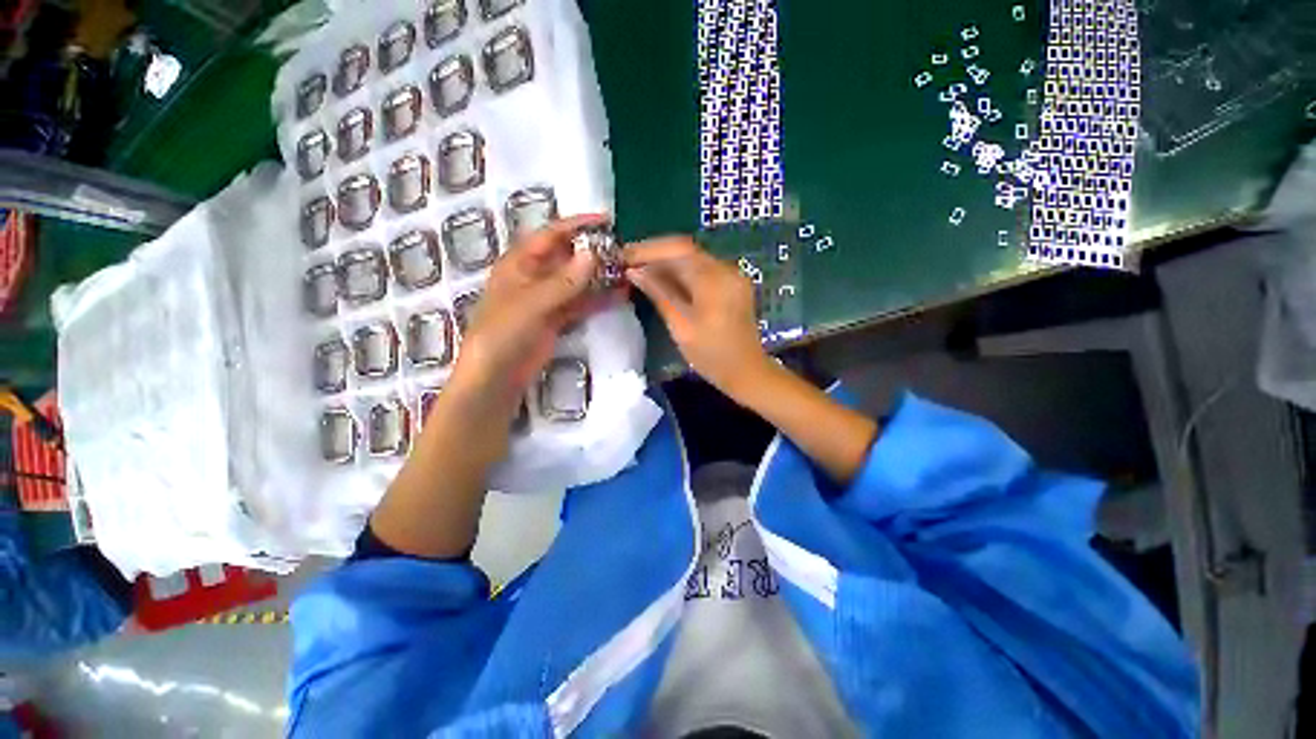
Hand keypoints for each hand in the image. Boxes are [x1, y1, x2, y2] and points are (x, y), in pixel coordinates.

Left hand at [452, 214, 620, 405]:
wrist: (497, 375)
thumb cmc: (503, 332)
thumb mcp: (532, 303)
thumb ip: (563, 281)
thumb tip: (593, 254)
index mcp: (520, 263)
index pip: (551, 235)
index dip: (577, 225)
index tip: (606, 220)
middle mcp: (535, 277)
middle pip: (568, 257)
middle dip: (594, 253)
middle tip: (623, 251)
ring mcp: (548, 299)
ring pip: (578, 281)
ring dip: (600, 277)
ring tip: (627, 272)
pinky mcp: (557, 319)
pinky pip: (581, 304)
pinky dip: (599, 299)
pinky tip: (619, 296)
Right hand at [624, 237, 770, 397]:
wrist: (746, 372)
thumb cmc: (711, 355)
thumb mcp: (681, 326)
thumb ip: (659, 294)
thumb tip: (634, 271)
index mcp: (714, 279)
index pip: (678, 249)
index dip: (648, 249)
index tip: (623, 256)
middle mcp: (726, 269)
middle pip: (685, 251)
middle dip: (655, 255)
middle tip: (627, 264)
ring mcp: (732, 276)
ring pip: (693, 260)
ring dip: (666, 264)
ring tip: (639, 272)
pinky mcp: (732, 285)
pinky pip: (702, 271)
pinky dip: (681, 273)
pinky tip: (663, 282)